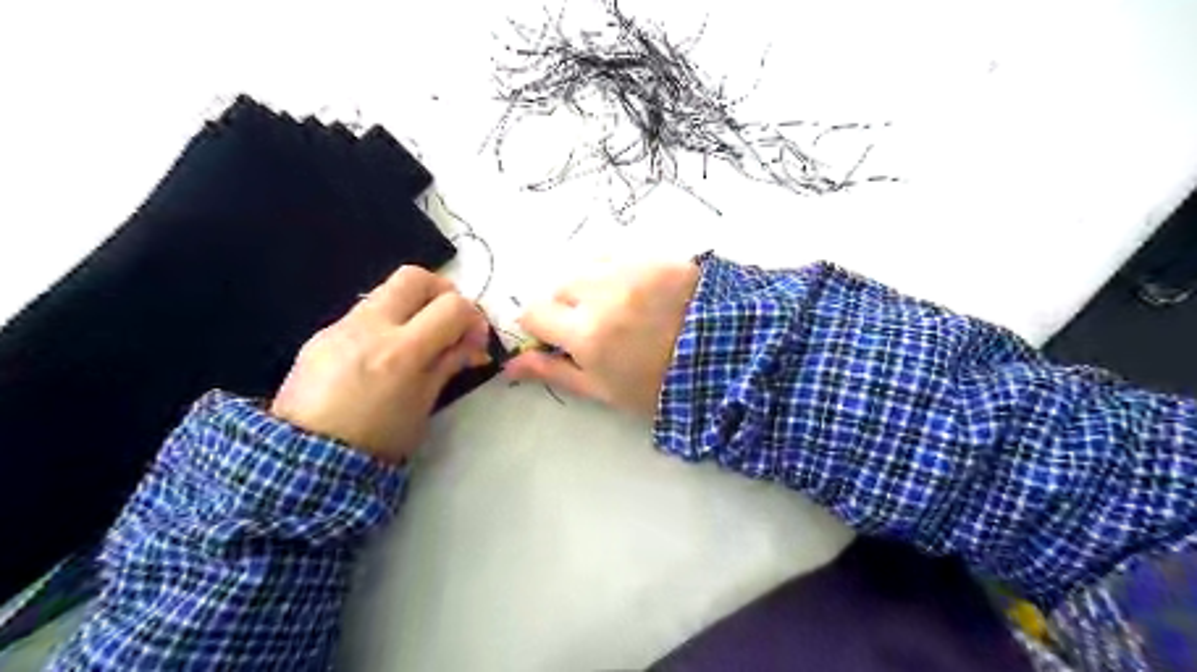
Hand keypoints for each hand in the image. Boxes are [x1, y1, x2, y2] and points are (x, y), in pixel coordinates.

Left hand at [270, 265, 489, 460]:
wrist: (305, 458)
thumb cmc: (378, 439)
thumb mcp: (424, 403)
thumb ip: (448, 364)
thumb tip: (472, 344)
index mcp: (402, 351)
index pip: (452, 305)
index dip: (473, 317)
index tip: (474, 339)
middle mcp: (370, 327)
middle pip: (414, 277)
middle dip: (441, 291)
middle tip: (447, 319)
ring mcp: (341, 327)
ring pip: (385, 291)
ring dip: (411, 306)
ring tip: (416, 339)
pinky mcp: (321, 334)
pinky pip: (362, 313)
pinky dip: (385, 322)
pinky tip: (382, 354)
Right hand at [503, 259, 703, 416]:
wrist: (726, 360)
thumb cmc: (659, 385)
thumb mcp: (603, 390)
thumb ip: (554, 373)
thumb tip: (509, 366)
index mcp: (586, 335)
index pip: (533, 313)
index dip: (541, 325)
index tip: (556, 336)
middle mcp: (601, 293)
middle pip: (559, 286)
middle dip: (568, 305)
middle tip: (596, 325)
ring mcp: (630, 268)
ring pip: (586, 265)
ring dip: (591, 283)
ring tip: (618, 303)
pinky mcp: (655, 255)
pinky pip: (618, 253)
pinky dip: (617, 268)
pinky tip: (637, 288)